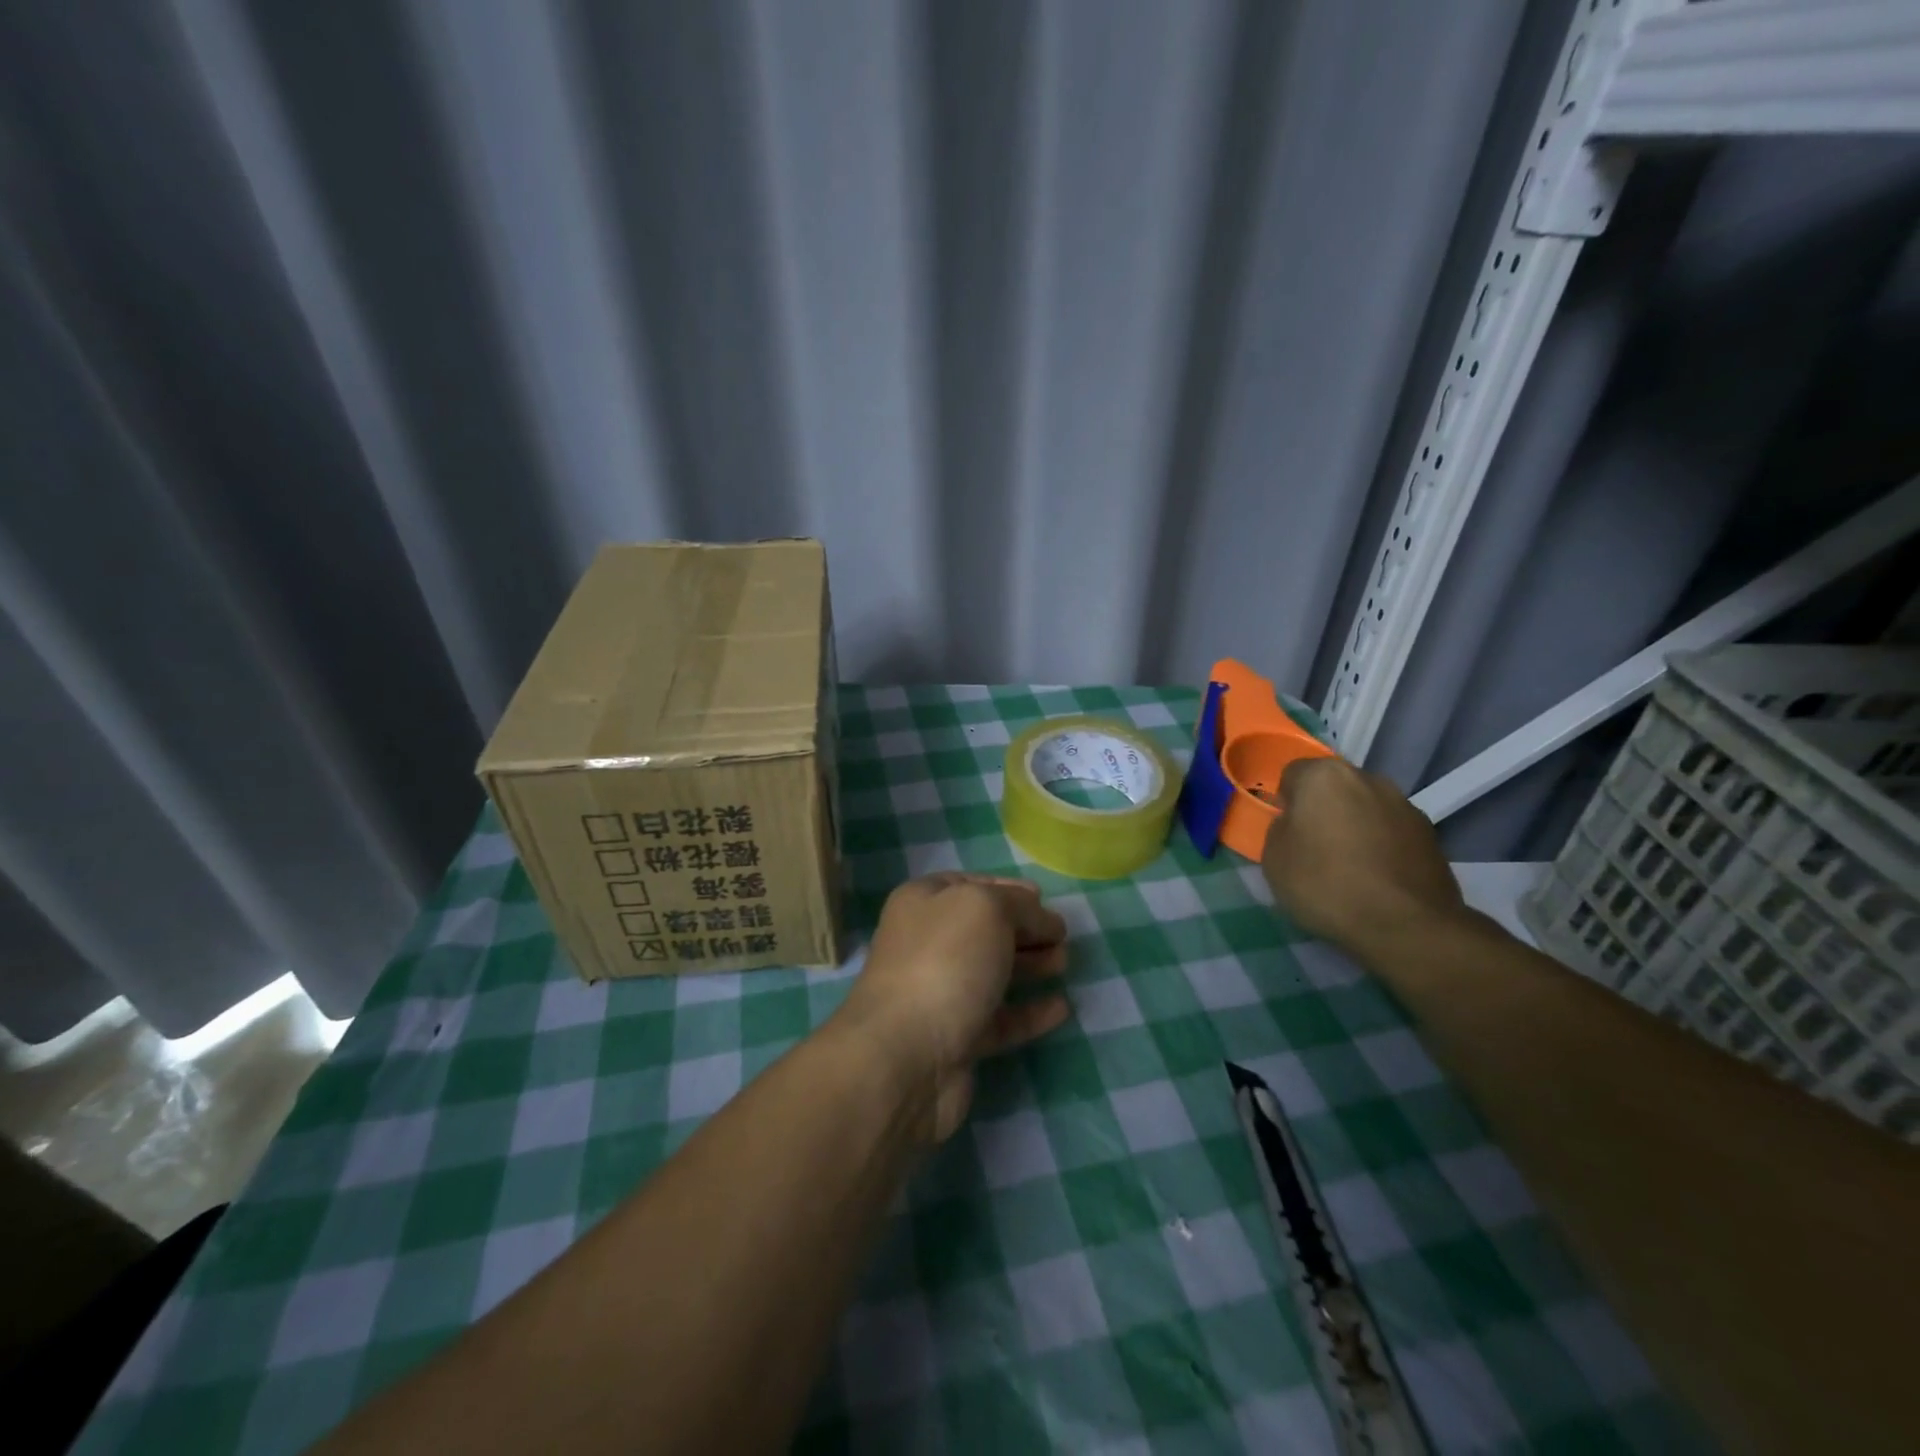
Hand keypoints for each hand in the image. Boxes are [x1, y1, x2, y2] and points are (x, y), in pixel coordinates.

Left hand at [838, 874, 1070, 1142]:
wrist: (905, 1056)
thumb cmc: (944, 962)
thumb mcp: (986, 909)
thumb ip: (1020, 905)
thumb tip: (1043, 918)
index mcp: (922, 902)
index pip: (969, 886)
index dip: (1006, 889)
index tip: (1043, 898)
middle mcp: (926, 943)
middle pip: (983, 930)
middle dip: (1023, 929)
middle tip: (1061, 935)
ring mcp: (939, 993)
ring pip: (992, 972)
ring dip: (1029, 965)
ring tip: (1064, 963)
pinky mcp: (956, 1039)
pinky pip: (1000, 1019)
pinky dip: (1029, 1012)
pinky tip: (1060, 1008)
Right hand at [1261, 756, 1466, 956]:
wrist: (1406, 925)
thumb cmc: (1325, 884)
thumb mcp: (1274, 859)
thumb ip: (1281, 829)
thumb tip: (1297, 825)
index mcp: (1324, 776)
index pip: (1293, 774)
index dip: (1286, 802)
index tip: (1287, 831)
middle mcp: (1368, 779)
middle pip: (1334, 788)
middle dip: (1324, 809)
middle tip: (1315, 848)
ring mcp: (1404, 804)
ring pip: (1366, 808)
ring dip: (1356, 826)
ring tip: (1351, 867)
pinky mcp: (1431, 834)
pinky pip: (1392, 831)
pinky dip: (1382, 845)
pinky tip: (1377, 878)